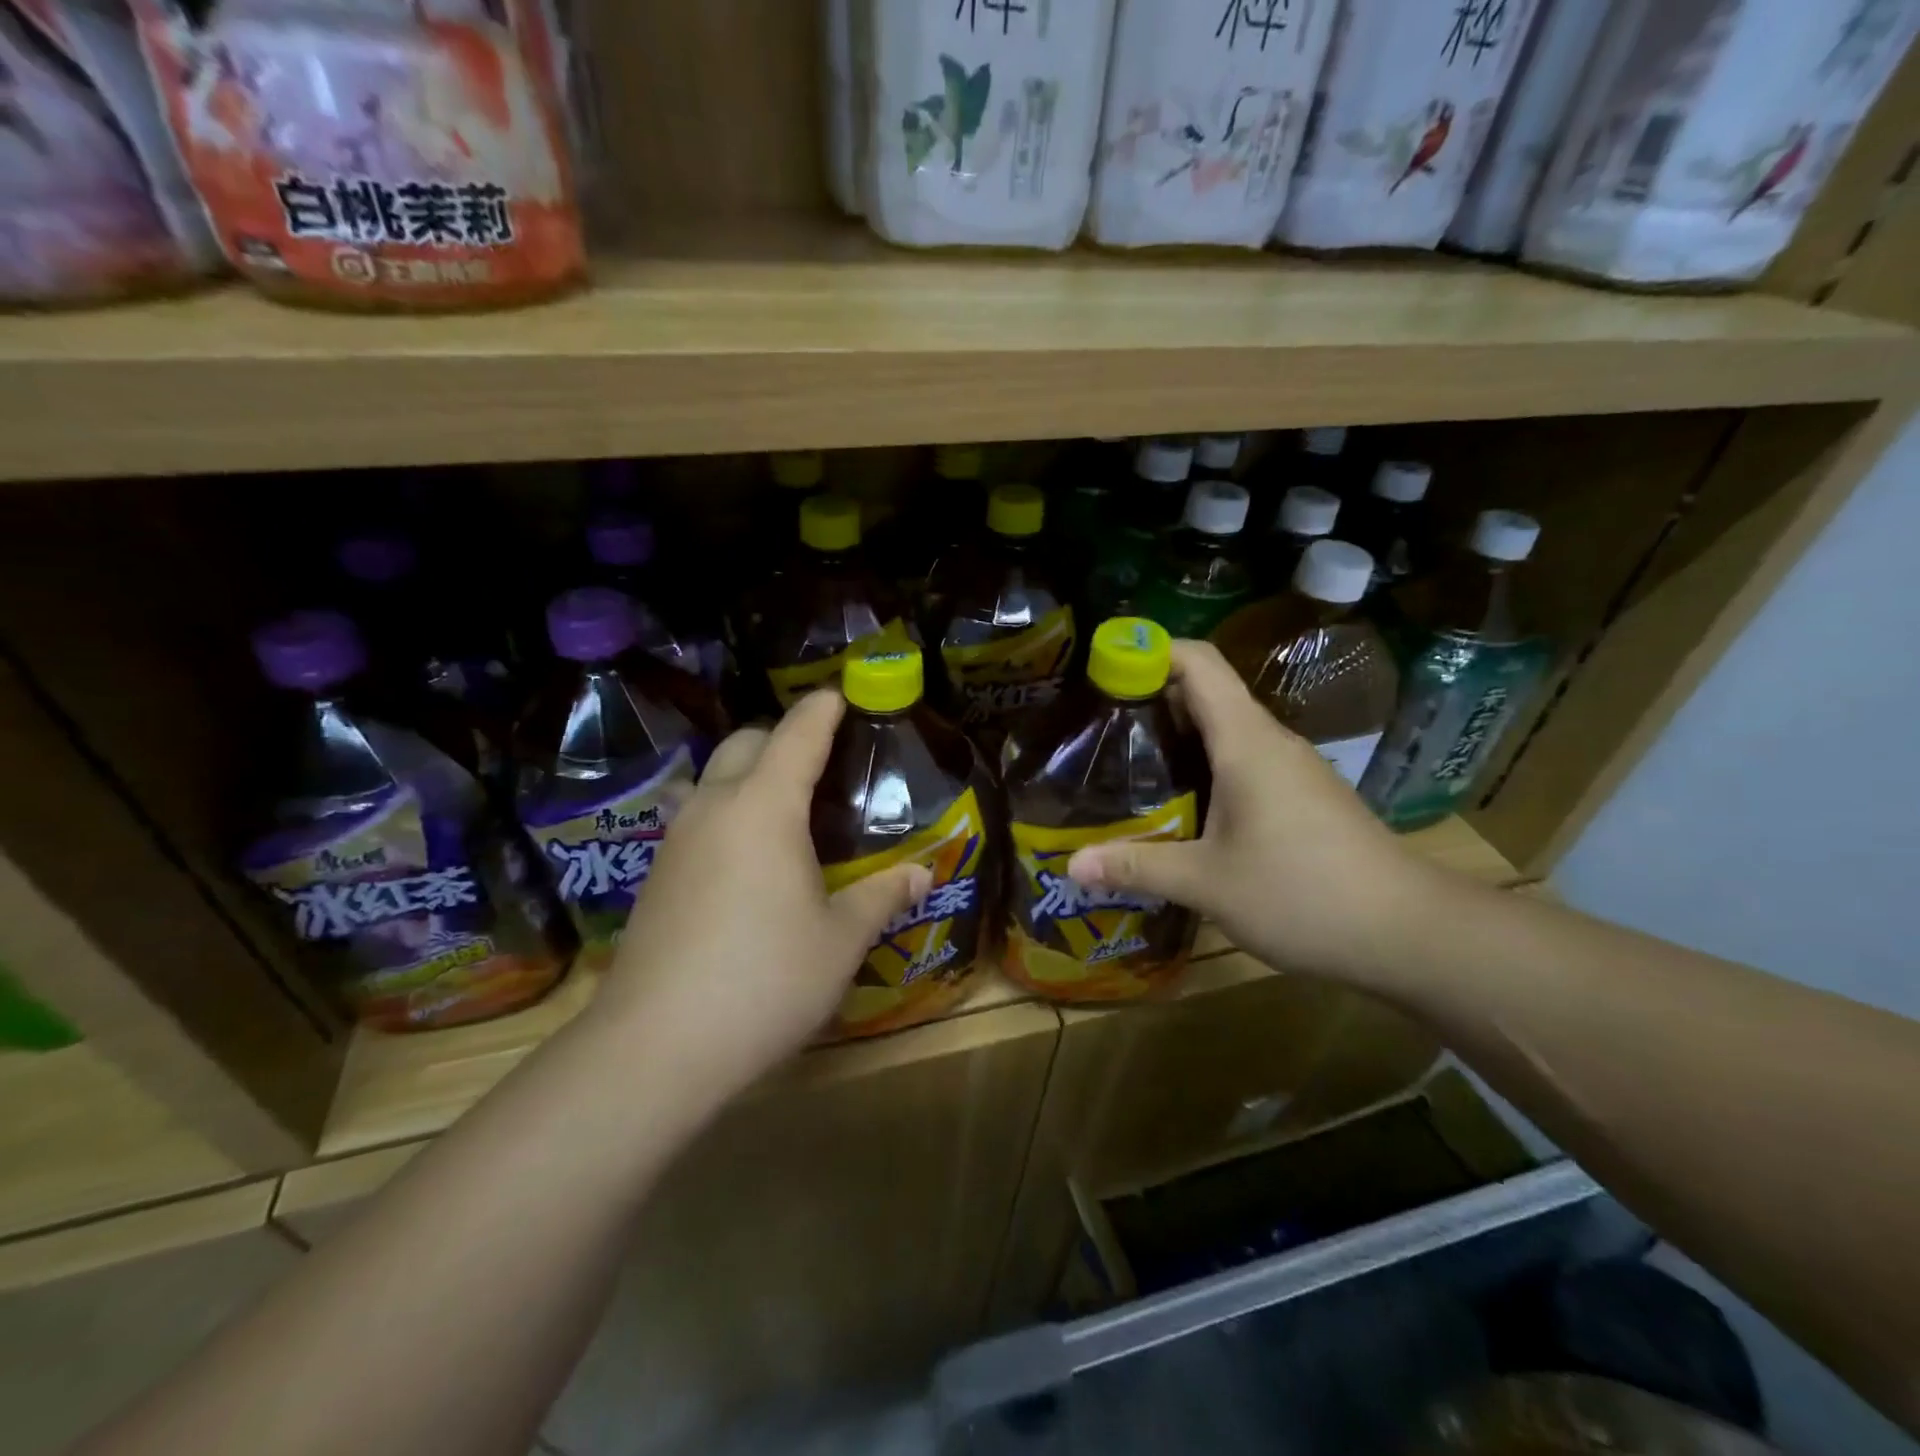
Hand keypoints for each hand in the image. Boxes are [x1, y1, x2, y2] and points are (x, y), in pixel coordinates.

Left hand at [592, 691, 931, 1109]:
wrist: (656, 1046)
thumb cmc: (765, 980)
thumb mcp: (839, 939)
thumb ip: (882, 896)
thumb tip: (923, 874)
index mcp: (764, 807)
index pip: (797, 735)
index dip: (823, 709)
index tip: (841, 695)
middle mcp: (714, 808)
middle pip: (744, 743)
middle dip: (781, 737)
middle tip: (821, 763)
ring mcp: (676, 840)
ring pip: (712, 778)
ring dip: (747, 774)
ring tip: (784, 807)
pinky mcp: (656, 874)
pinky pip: (695, 817)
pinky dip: (725, 811)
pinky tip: (745, 856)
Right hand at [1066, 641, 1446, 988]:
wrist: (1408, 932)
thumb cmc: (1303, 893)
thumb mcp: (1207, 884)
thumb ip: (1137, 866)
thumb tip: (1071, 865)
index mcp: (1246, 740)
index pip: (1197, 662)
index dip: (1150, 650)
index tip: (1103, 667)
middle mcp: (1270, 741)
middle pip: (1206, 693)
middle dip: (1150, 699)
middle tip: (1098, 728)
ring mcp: (1292, 768)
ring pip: (1226, 730)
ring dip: (1178, 737)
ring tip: (1128, 765)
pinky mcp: (1304, 796)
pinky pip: (1244, 761)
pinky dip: (1206, 766)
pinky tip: (1182, 806)